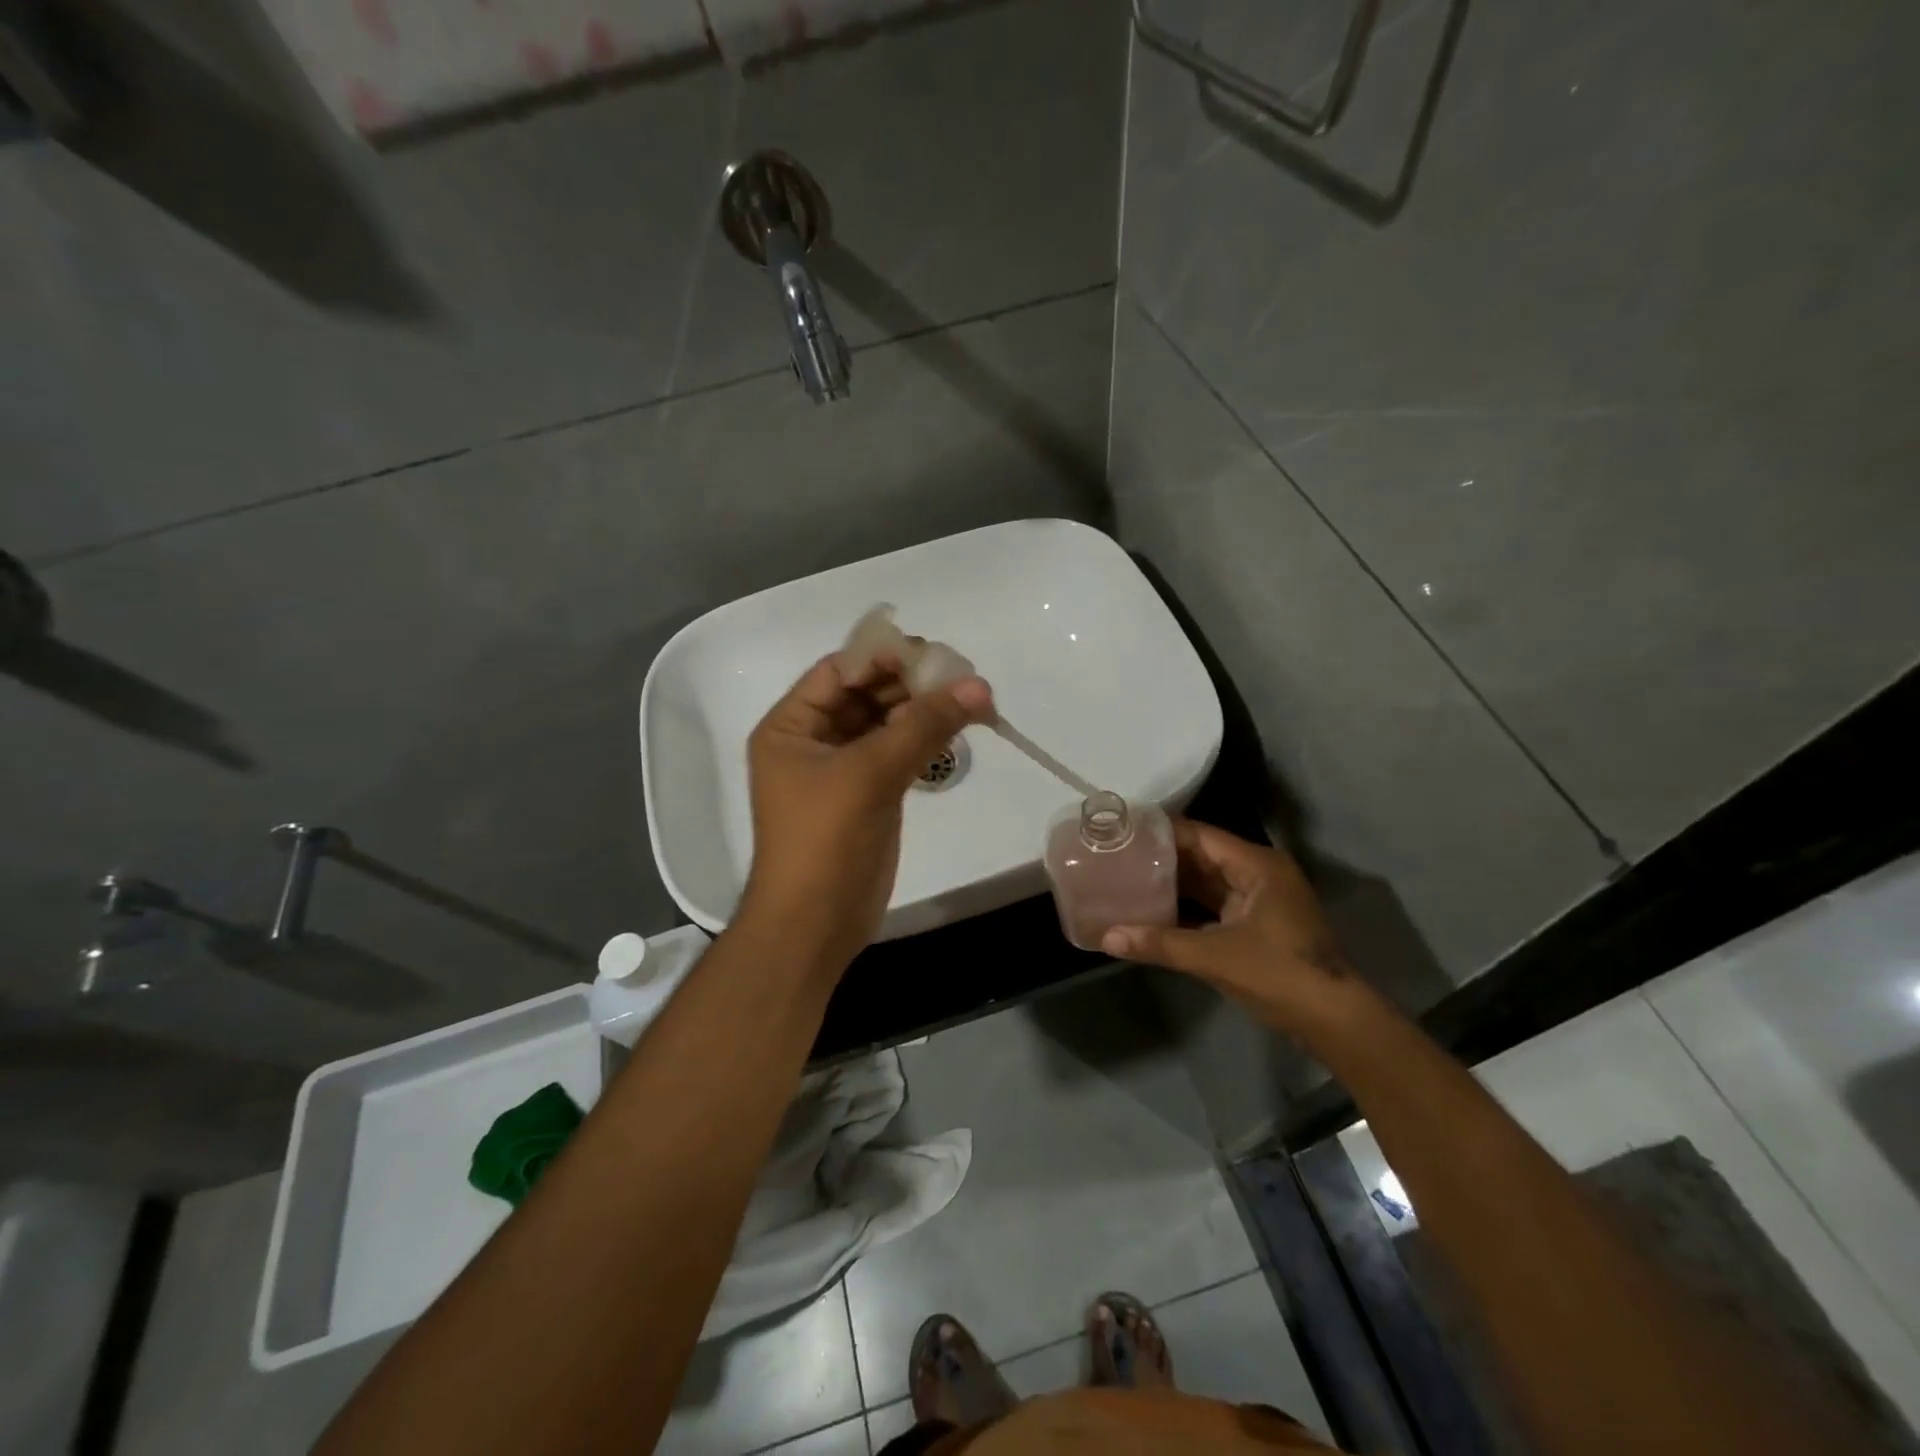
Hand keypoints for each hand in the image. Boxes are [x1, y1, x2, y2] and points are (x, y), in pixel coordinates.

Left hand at [740, 653, 994, 972]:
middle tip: (963, 677)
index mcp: (791, 726)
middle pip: (866, 693)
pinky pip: (898, 751)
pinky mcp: (869, 793)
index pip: (838, 671)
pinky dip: (925, 739)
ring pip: (886, 722)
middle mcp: (813, 739)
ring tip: (972, 700)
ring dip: (924, 710)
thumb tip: (978, 686)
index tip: (933, 655)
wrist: (815, 925)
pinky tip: (957, 729)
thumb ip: (923, 726)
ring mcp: (842, 768)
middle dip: (911, 683)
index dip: (883, 658)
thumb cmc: (825, 841)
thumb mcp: (869, 775)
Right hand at [1101, 820, 1362, 1034]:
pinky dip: (1187, 908)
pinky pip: (1215, 905)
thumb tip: (1106, 937)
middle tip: (1116, 857)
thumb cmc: (1279, 975)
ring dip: (1172, 884)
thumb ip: (1159, 944)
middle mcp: (1260, 873)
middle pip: (1202, 856)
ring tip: (1126, 880)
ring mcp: (1261, 900)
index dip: (1160, 833)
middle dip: (1161, 859)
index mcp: (1257, 865)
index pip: (1199, 835)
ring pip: (1208, 882)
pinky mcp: (1259, 924)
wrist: (1336, 1021)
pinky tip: (1154, 912)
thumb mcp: (1215, 957)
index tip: (1121, 833)